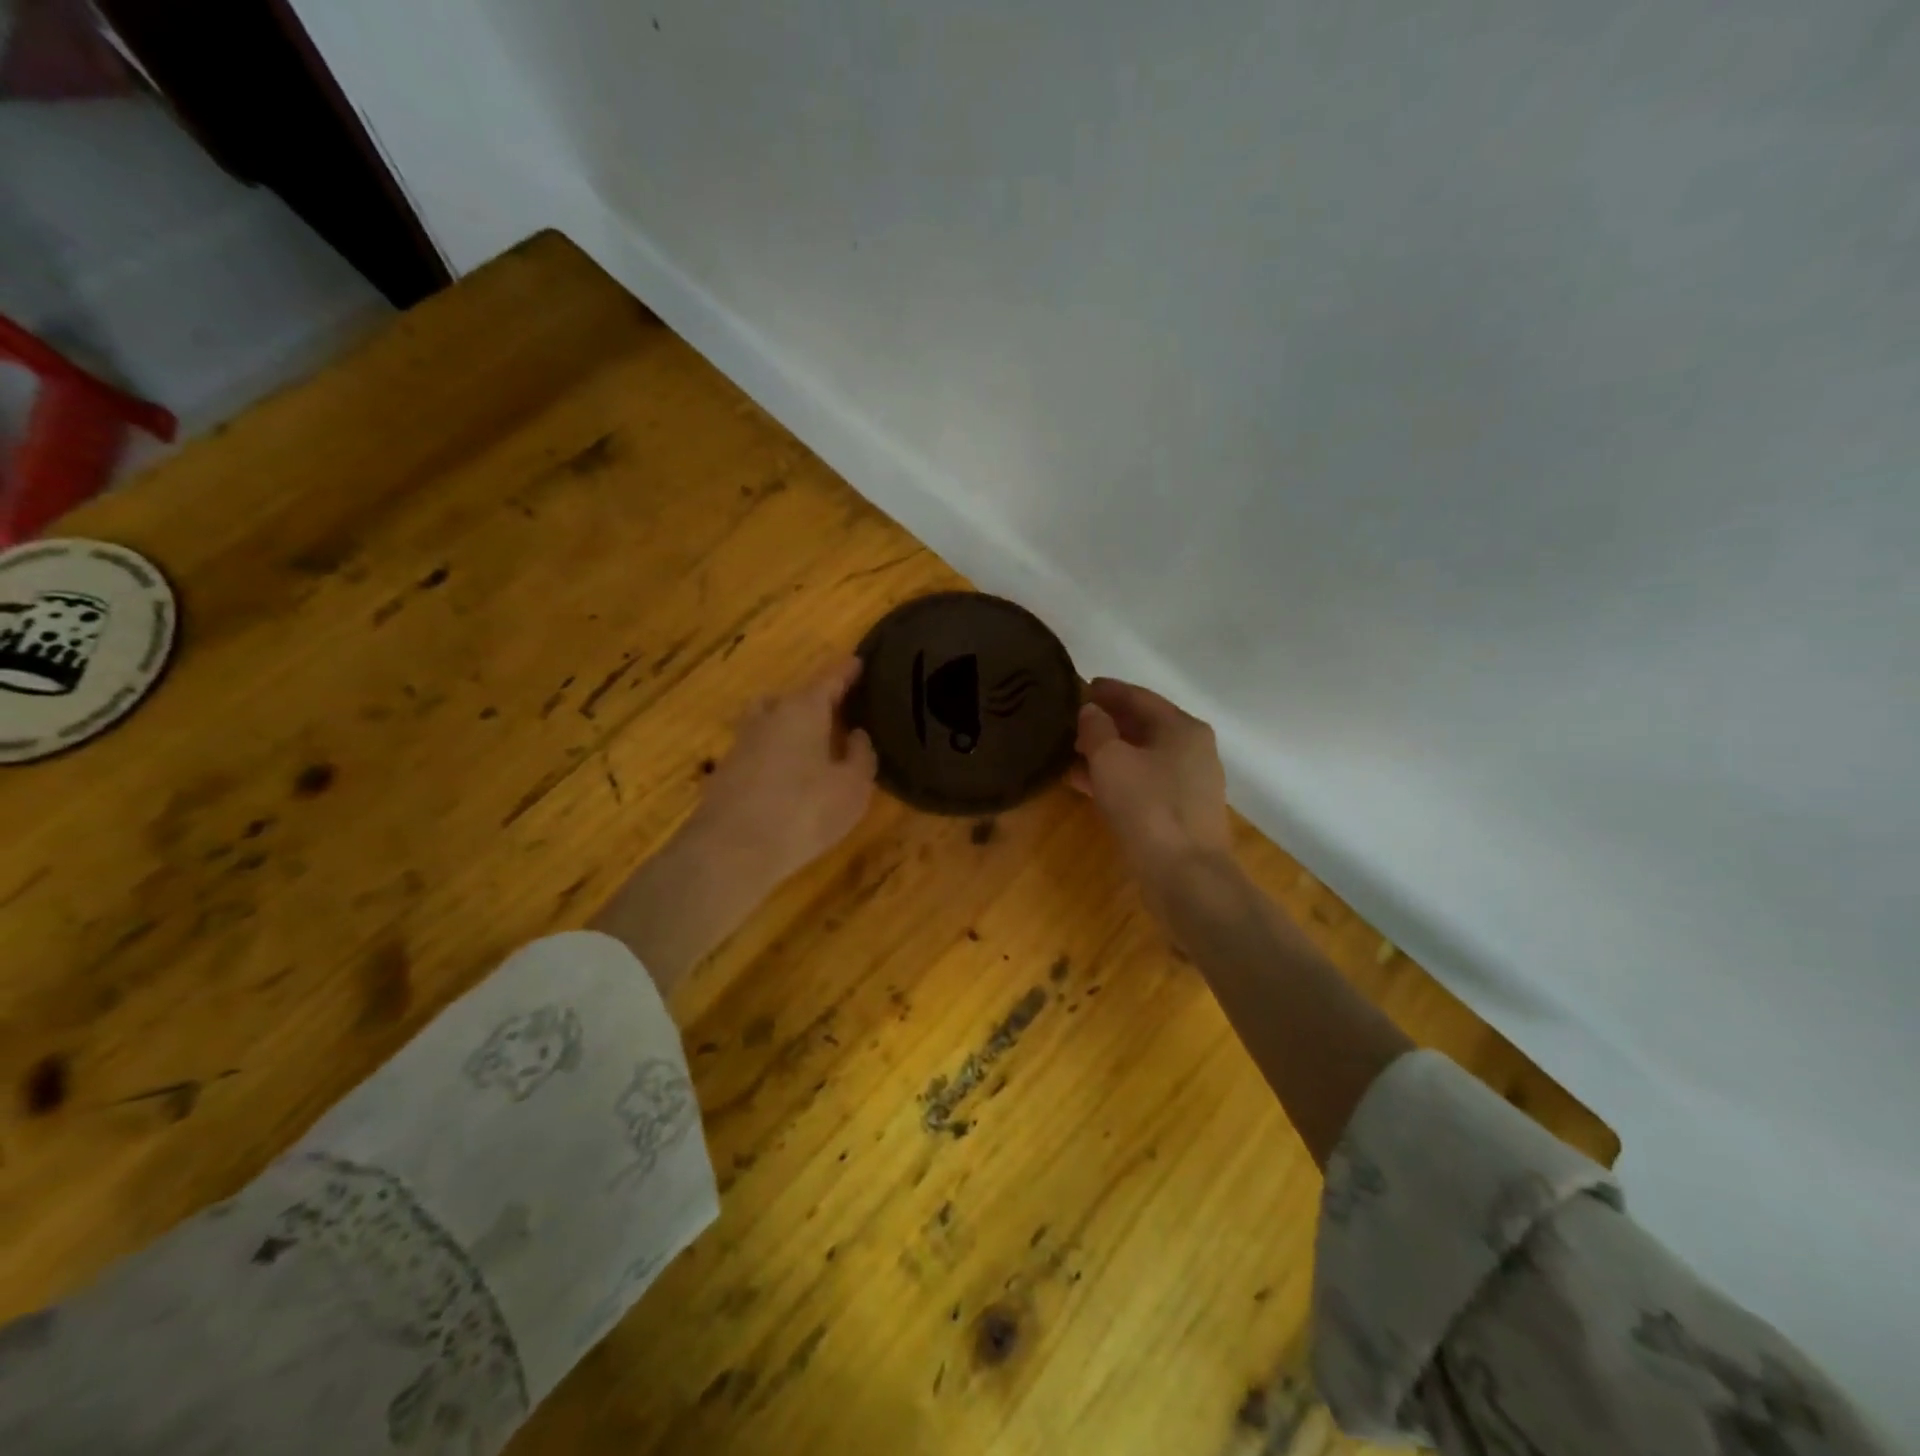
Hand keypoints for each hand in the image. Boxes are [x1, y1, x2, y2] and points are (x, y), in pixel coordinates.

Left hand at [592, 658, 875, 996]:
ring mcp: (741, 743)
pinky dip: (775, 753)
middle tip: (837, 714)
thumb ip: (860, 755)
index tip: (858, 661)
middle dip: (815, 700)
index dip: (847, 670)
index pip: (830, 678)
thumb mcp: (852, 787)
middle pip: (793, 696)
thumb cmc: (804, 812)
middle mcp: (769, 716)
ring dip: (789, 726)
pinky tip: (788, 777)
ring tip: (812, 746)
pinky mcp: (725, 772)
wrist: (730, 852)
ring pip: (769, 720)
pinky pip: (758, 749)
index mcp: (803, 710)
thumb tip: (855, 734)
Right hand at [1071, 678, 1232, 893]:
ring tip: (1071, 753)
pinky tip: (1087, 784)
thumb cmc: (1148, 808)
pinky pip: (1145, 783)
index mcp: (1182, 728)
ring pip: (1143, 757)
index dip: (1108, 691)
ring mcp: (1191, 783)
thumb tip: (1091, 711)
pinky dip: (1118, 778)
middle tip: (1071, 722)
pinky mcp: (1182, 812)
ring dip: (1108, 753)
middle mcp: (1193, 750)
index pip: (1139, 697)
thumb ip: (1097, 729)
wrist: (1186, 876)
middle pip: (1144, 725)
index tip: (1080, 686)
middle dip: (1107, 723)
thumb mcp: (1111, 761)